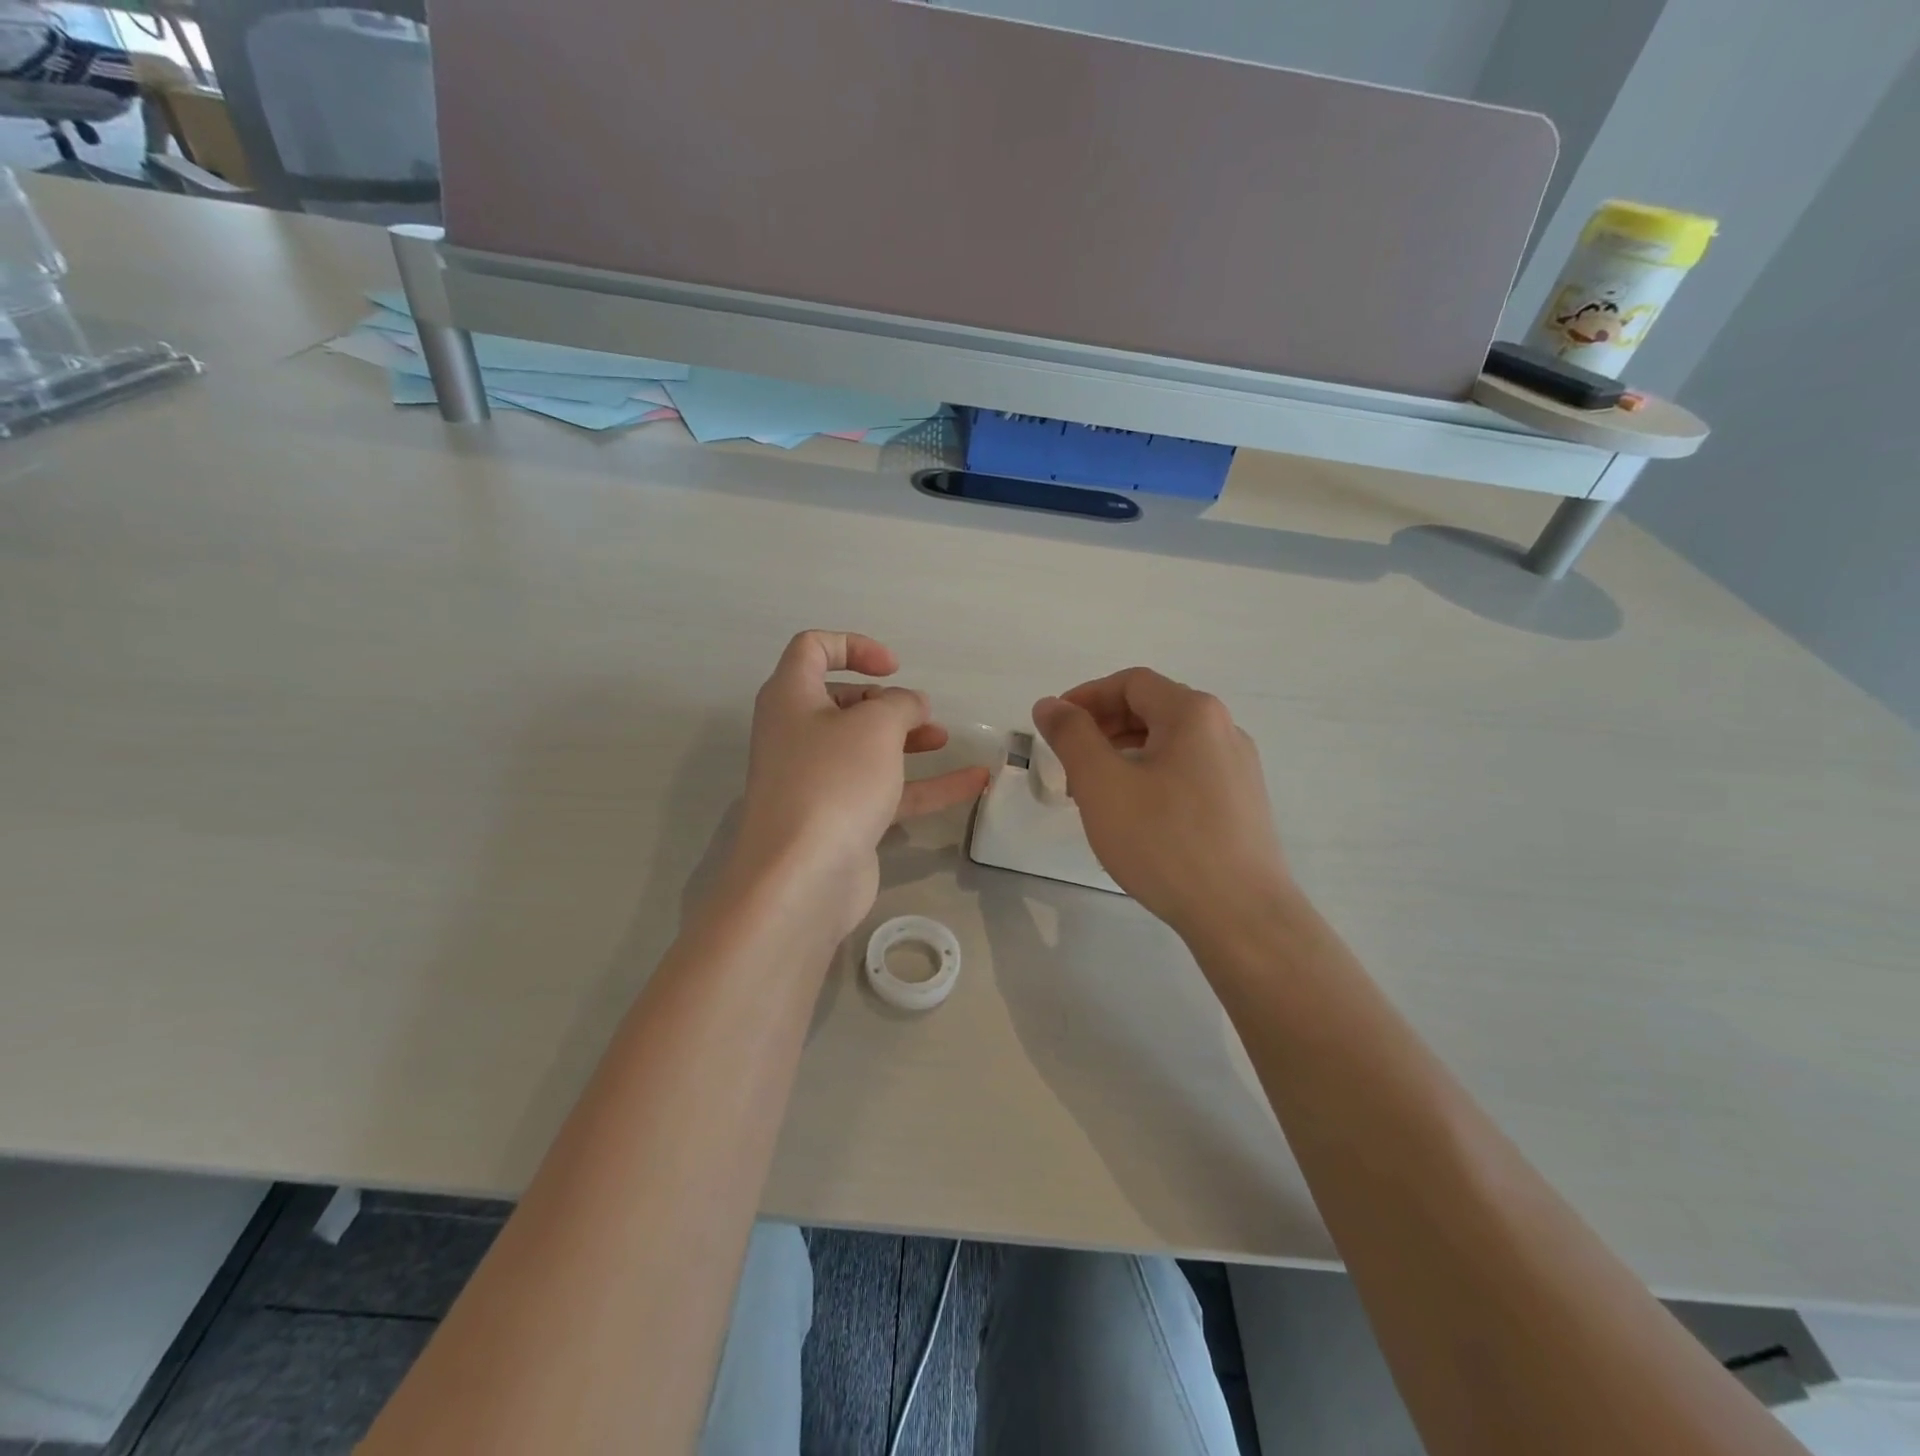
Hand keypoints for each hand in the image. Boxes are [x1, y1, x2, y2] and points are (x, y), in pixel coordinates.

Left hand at [733, 631, 988, 938]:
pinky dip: (925, 784)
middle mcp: (797, 734)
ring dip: (906, 739)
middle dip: (885, 700)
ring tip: (944, 738)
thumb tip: (912, 705)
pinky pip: (885, 790)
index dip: (854, 646)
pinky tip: (973, 782)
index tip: (894, 667)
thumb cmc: (833, 781)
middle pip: (841, 701)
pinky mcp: (839, 819)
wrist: (802, 877)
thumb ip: (901, 704)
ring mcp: (817, 780)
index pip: (812, 649)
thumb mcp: (875, 726)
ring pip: (865, 747)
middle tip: (917, 712)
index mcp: (791, 698)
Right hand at [1033, 669, 1289, 942]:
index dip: (1086, 696)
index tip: (1054, 725)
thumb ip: (1071, 736)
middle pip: (1152, 709)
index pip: (1131, 683)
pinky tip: (1134, 815)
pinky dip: (1151, 776)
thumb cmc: (1164, 841)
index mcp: (1193, 713)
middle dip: (1103, 727)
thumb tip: (1050, 704)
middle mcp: (1223, 730)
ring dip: (1124, 754)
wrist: (1241, 914)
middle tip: (1069, 761)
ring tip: (1094, 792)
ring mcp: (1238, 768)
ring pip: (1169, 743)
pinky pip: (1187, 772)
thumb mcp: (1102, 784)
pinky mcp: (1242, 803)